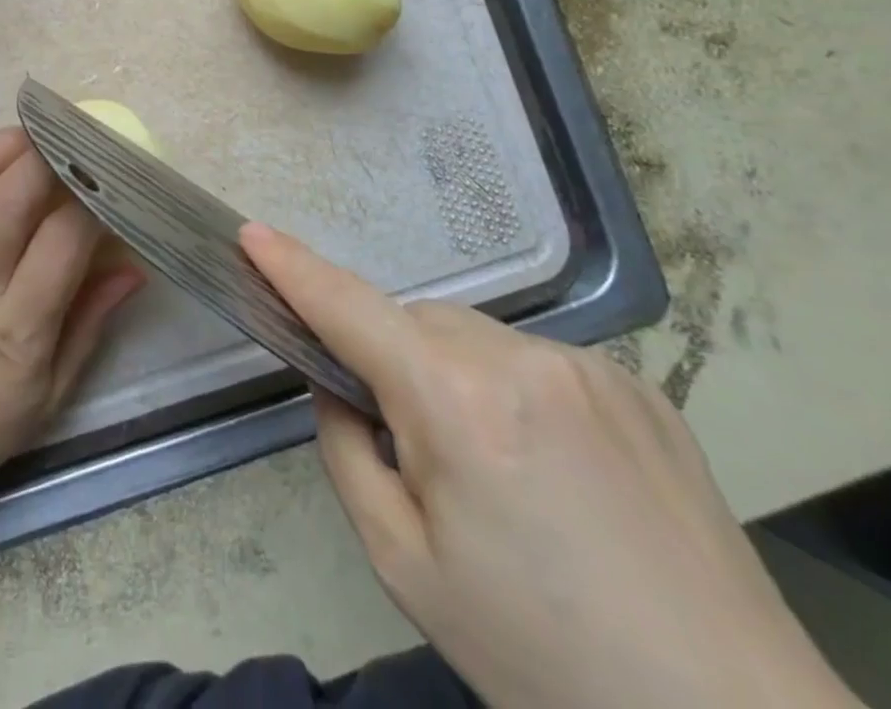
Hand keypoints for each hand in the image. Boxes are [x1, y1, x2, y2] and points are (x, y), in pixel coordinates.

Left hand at [0, 128, 143, 512]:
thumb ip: (93, 318)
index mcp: (16, 330)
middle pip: (8, 198)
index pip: (61, 241)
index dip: (90, 199)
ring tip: (35, 134)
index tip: (113, 177)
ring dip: (0, 146)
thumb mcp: (56, 390)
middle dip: (48, 156)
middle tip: (78, 136)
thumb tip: (135, 264)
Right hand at [242, 223, 858, 708]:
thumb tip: (341, 389)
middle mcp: (521, 359)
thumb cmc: (542, 657)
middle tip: (413, 450)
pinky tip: (557, 474)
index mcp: (455, 402)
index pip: (350, 310)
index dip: (294, 268)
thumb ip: (347, 451)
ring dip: (454, 375)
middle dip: (392, 359)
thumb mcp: (404, 565)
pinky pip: (536, 362)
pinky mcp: (637, 386)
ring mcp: (589, 366)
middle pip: (417, 324)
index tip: (252, 232)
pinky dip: (513, 391)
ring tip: (498, 475)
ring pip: (475, 339)